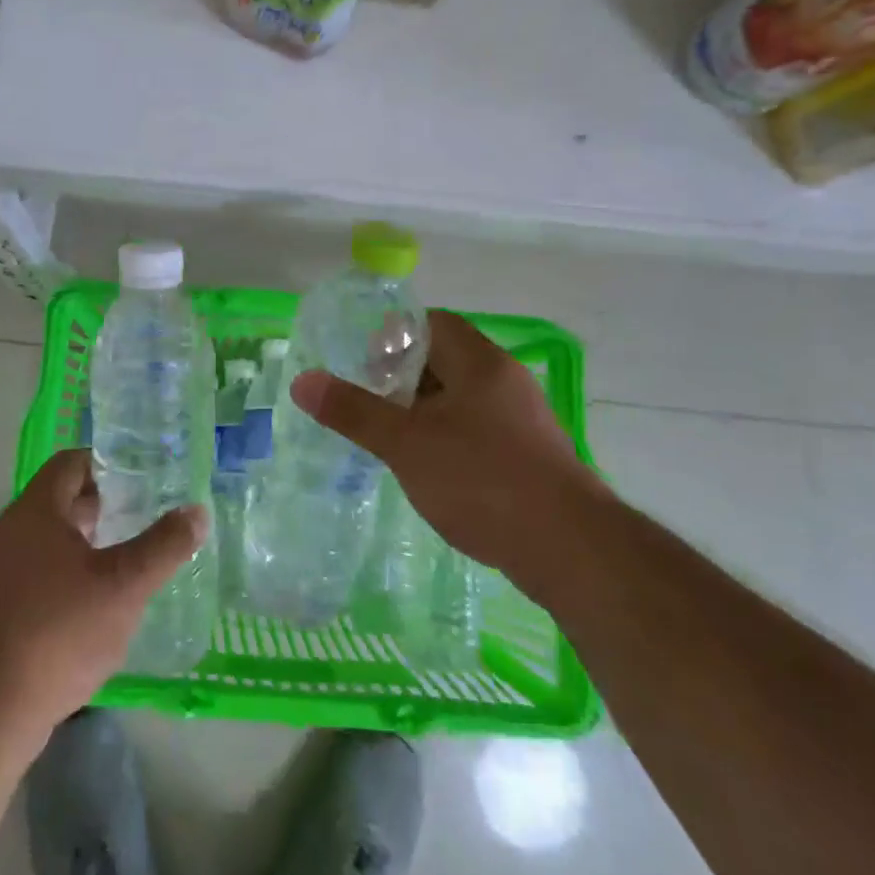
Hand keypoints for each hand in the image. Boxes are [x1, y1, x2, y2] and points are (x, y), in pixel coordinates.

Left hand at [0, 449, 206, 743]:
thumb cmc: (60, 631)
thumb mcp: (124, 585)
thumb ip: (163, 545)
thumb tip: (197, 511)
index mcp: (36, 510)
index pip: (72, 462)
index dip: (108, 462)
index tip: (144, 476)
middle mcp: (14, 529)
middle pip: (63, 496)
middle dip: (106, 500)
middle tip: (148, 510)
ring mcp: (4, 567)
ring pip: (55, 533)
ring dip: (92, 535)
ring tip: (134, 549)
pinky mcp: (4, 601)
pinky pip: (44, 564)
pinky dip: (75, 565)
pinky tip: (104, 592)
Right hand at [289, 309, 604, 598]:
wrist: (571, 550)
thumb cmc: (482, 480)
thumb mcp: (406, 444)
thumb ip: (353, 411)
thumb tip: (303, 381)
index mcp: (480, 362)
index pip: (432, 324)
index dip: (393, 336)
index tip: (363, 366)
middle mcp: (506, 381)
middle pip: (445, 360)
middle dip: (402, 378)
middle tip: (369, 405)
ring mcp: (523, 420)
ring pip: (462, 399)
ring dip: (425, 411)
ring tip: (391, 439)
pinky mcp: (532, 457)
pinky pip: (480, 430)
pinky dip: (449, 438)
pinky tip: (431, 471)